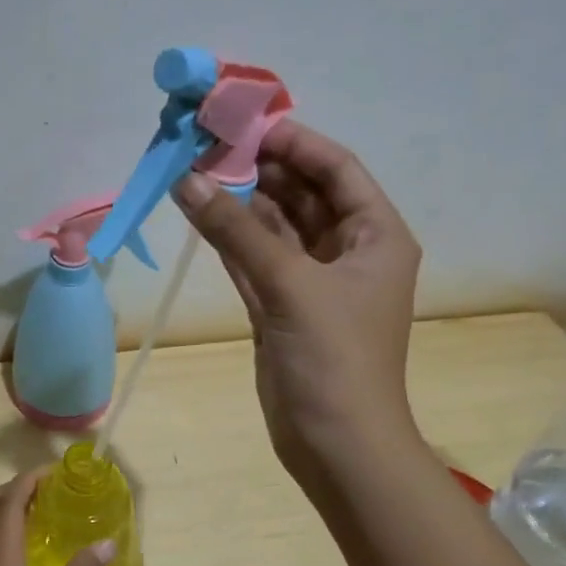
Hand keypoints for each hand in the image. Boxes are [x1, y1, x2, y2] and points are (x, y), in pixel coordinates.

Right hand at [174, 120, 422, 495]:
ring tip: (197, 171)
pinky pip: (255, 261)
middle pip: (302, 195)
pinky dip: (231, 241)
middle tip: (209, 144)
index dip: (295, 143)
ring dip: (241, 203)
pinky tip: (200, 214)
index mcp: (376, 236)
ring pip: (274, 229)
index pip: (337, 170)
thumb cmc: (334, 358)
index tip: (247, 122)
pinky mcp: (283, 309)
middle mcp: (348, 252)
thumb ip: (238, 232)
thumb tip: (190, 180)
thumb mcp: (291, 285)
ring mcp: (313, 283)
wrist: (336, 443)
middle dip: (260, 169)